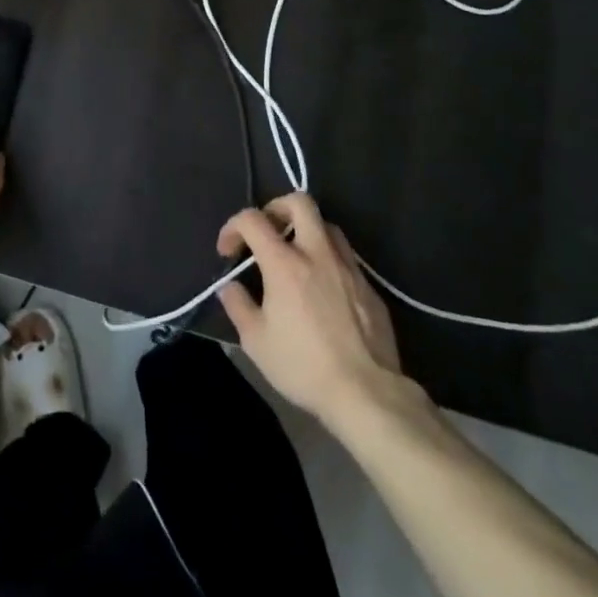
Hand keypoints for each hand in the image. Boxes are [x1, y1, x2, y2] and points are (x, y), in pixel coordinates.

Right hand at [217, 193, 418, 434]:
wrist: (367, 394)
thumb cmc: (304, 366)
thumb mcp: (256, 342)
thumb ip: (238, 305)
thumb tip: (229, 286)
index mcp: (285, 263)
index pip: (253, 219)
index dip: (233, 226)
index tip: (228, 251)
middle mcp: (318, 253)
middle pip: (300, 202)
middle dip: (277, 208)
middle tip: (267, 232)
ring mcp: (348, 267)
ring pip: (327, 226)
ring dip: (306, 232)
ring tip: (296, 257)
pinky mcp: (369, 287)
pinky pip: (346, 257)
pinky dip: (328, 260)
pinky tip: (323, 289)